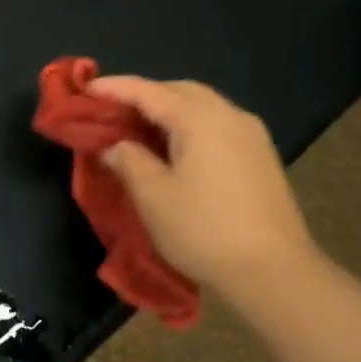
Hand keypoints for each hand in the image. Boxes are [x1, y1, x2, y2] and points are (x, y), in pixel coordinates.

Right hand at [89, 75, 326, 298]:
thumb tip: (114, 146)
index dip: (114, 88)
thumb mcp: (153, 196)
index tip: (86, 88)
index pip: (148, 91)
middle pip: (179, 91)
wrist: (274, 272)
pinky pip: (217, 125)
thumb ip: (128, 160)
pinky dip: (190, 126)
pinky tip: (176, 148)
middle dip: (144, 95)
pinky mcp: (261, 156)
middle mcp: (229, 115)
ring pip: (202, 106)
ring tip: (140, 129)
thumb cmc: (204, 230)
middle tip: (113, 110)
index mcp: (200, 118)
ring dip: (169, 110)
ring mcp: (251, 135)